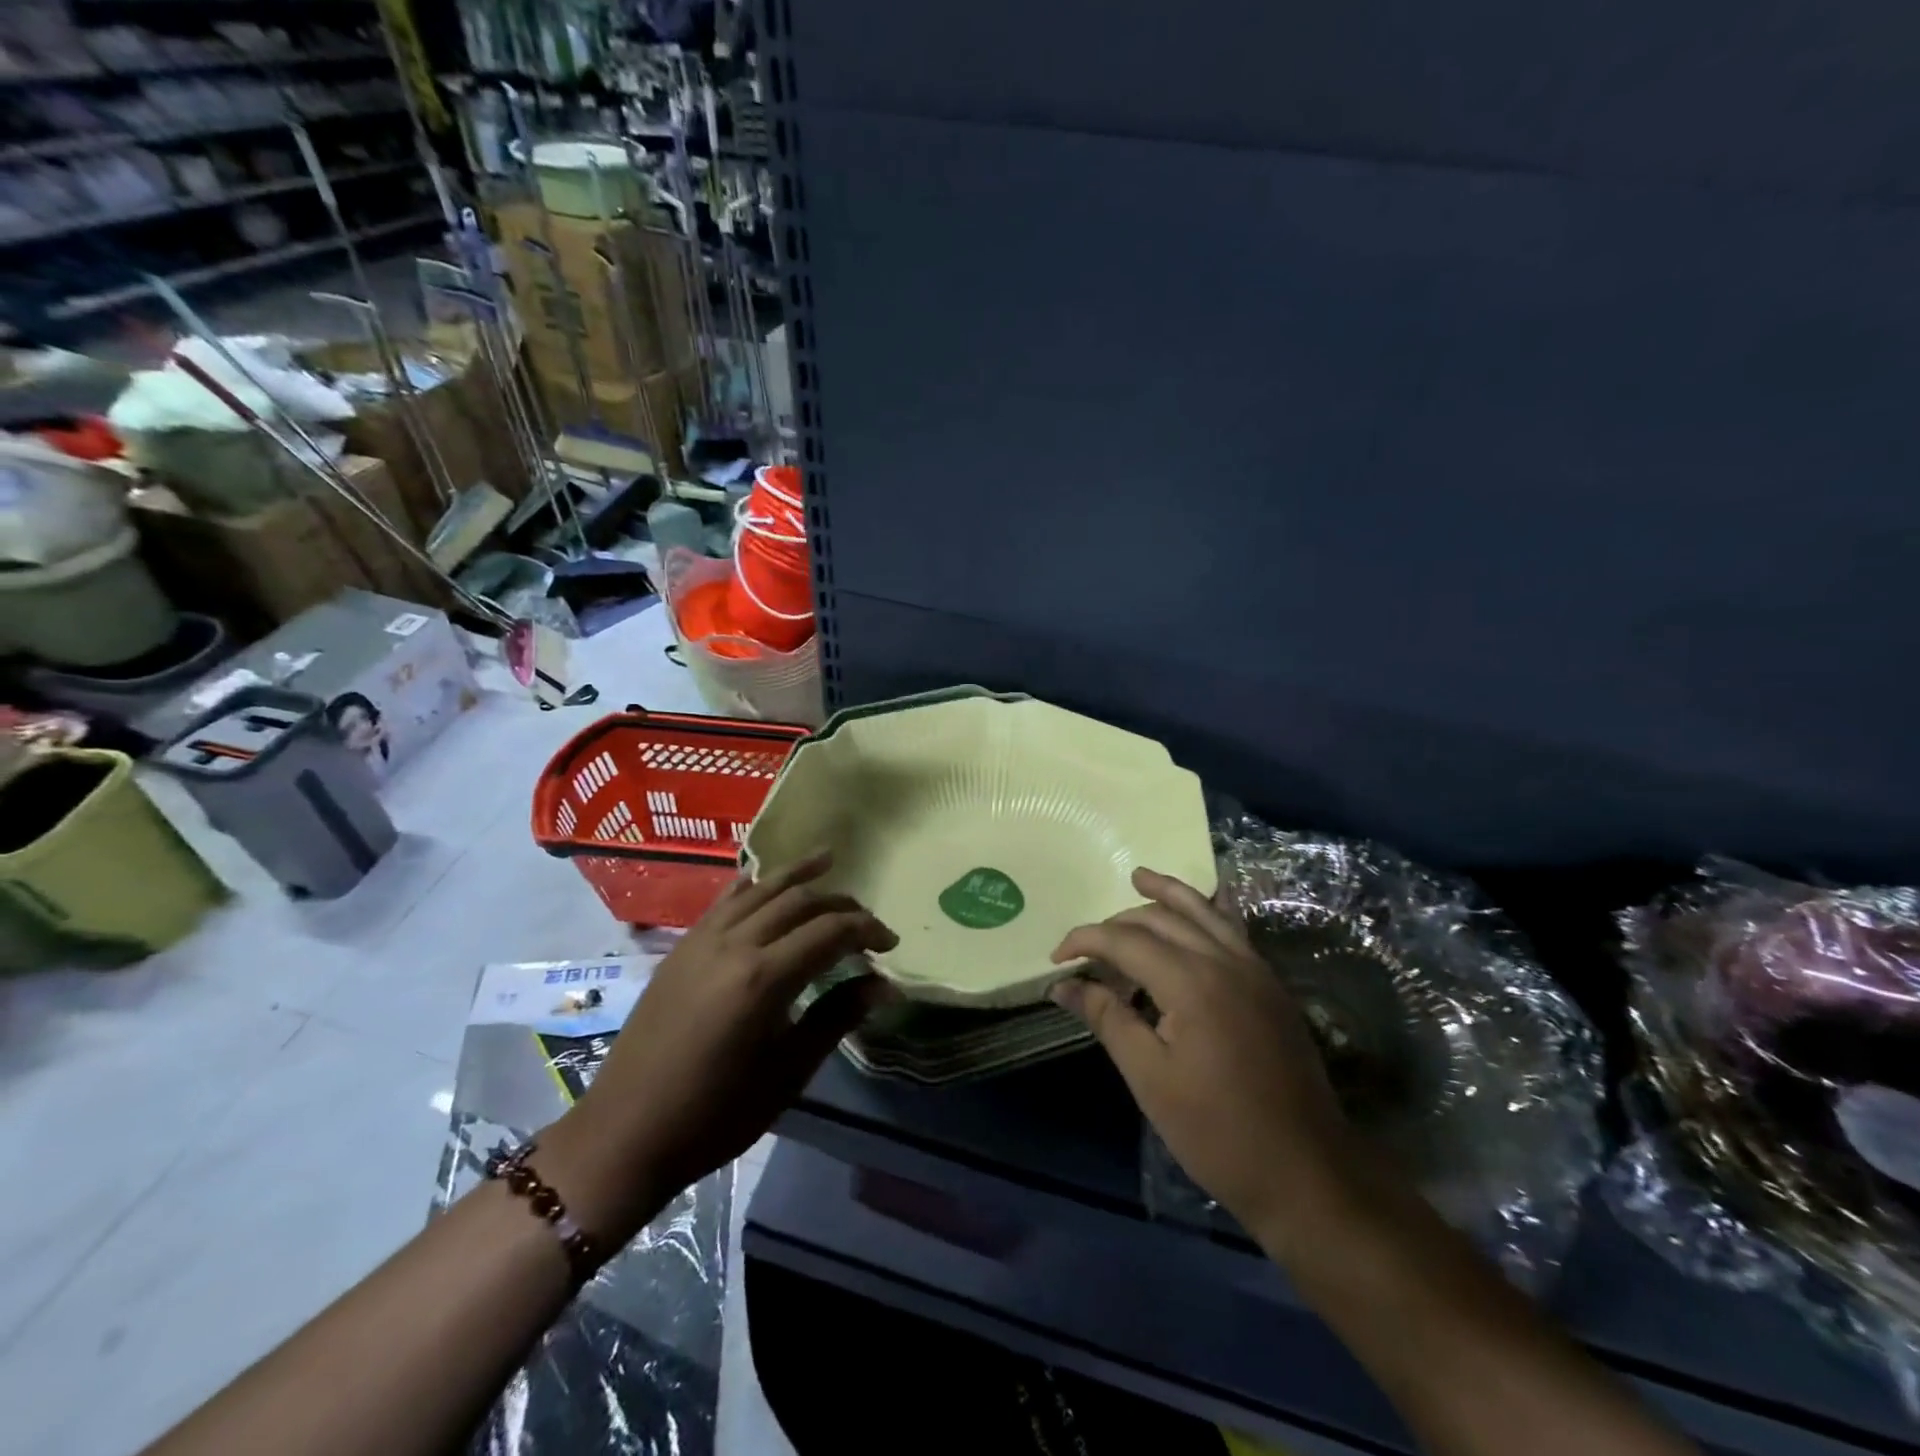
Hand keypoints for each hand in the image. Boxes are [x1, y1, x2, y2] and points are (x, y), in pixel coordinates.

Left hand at [542, 853, 895, 1241]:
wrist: (626, 1133)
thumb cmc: (716, 1113)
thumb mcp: (788, 1071)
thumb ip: (837, 1017)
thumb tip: (884, 986)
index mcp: (764, 978)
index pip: (830, 932)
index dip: (867, 930)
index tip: (890, 944)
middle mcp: (734, 944)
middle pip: (799, 902)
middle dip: (841, 904)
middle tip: (866, 921)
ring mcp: (703, 940)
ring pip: (761, 889)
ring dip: (798, 875)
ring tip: (829, 859)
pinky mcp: (682, 947)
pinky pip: (725, 901)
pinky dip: (753, 884)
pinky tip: (765, 878)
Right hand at [1052, 868, 1356, 1251]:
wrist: (1305, 1170)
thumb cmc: (1217, 1131)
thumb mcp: (1149, 1078)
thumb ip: (1107, 1019)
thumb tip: (1063, 985)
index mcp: (1191, 982)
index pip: (1126, 940)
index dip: (1086, 940)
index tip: (1057, 958)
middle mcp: (1224, 960)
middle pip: (1162, 918)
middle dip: (1118, 921)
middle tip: (1088, 944)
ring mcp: (1254, 969)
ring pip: (1204, 911)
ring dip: (1168, 893)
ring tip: (1139, 877)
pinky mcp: (1270, 985)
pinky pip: (1234, 929)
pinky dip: (1209, 910)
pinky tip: (1200, 907)